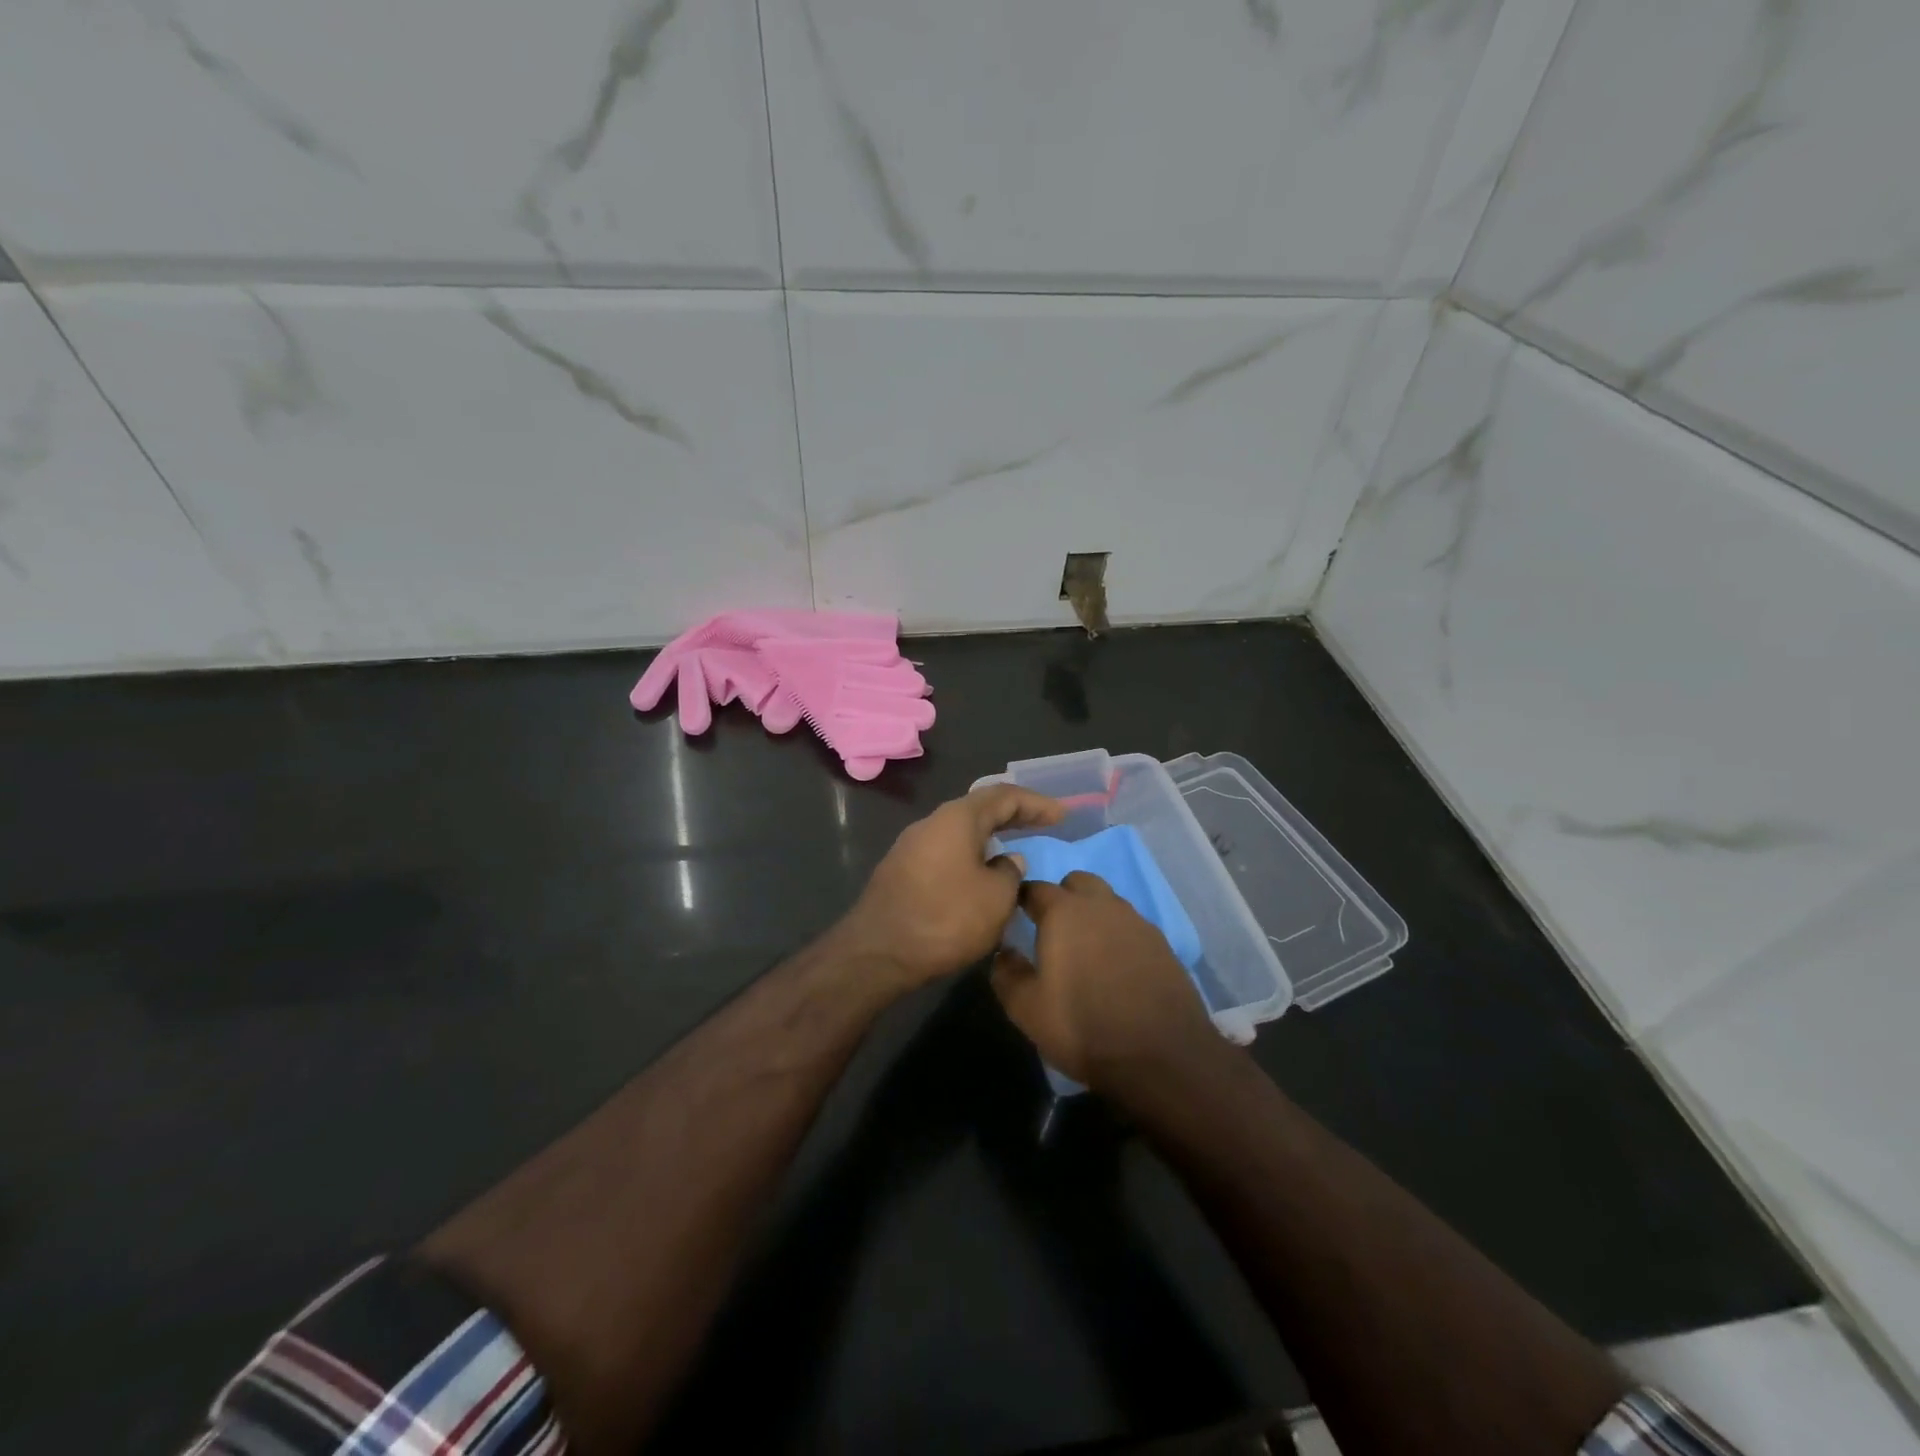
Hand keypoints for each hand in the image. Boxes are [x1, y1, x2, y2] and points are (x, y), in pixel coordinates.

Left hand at [839, 784, 1064, 988]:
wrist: (877, 953)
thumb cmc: (945, 919)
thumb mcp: (996, 898)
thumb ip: (1010, 873)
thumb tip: (1007, 862)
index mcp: (956, 819)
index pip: (1003, 796)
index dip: (1036, 803)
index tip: (1062, 815)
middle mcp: (931, 823)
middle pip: (979, 809)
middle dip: (1014, 816)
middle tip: (1044, 824)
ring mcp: (911, 847)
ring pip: (960, 832)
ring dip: (990, 838)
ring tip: (1015, 849)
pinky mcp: (901, 872)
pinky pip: (946, 852)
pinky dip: (971, 856)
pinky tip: (981, 875)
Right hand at [990, 871, 1219, 1091]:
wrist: (1162, 1056)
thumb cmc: (1083, 1027)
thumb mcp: (1027, 1009)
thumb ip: (1007, 973)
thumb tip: (1004, 952)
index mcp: (1064, 912)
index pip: (1035, 888)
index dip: (1022, 900)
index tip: (1016, 919)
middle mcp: (1101, 905)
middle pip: (1077, 883)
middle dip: (1062, 897)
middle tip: (1053, 932)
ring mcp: (1136, 922)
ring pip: (1107, 902)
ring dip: (1093, 915)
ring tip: (1086, 952)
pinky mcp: (1162, 944)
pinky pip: (1131, 926)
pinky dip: (1118, 936)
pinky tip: (1117, 968)